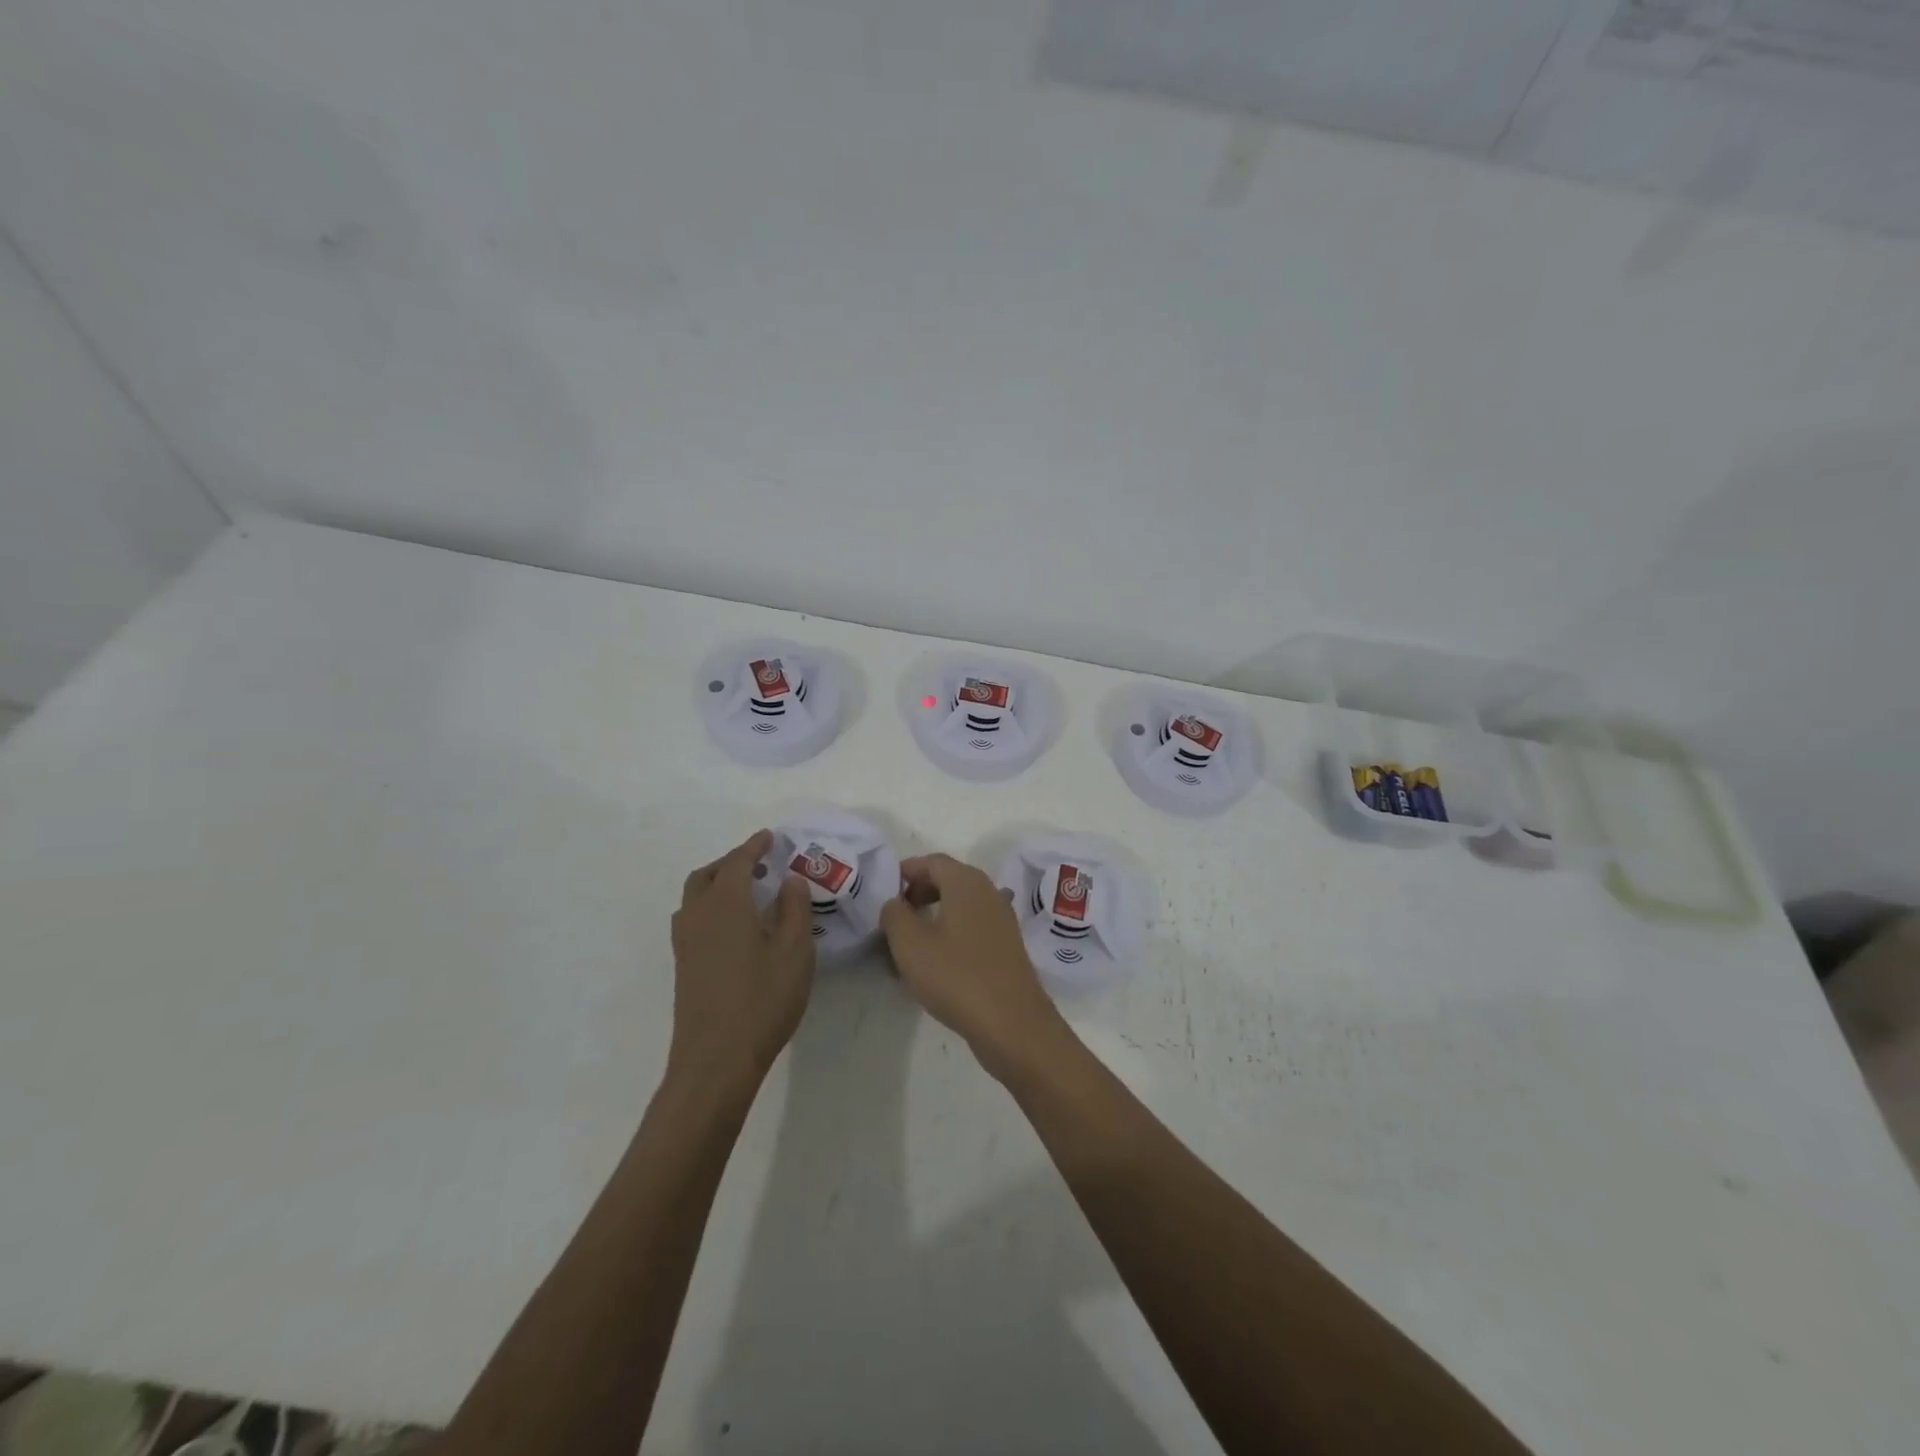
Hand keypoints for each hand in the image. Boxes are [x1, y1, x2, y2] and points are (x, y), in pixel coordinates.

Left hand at [668, 829, 815, 1101]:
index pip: (738, 863)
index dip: (754, 847)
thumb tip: (790, 880)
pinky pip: (693, 919)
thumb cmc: (762, 1001)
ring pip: (695, 897)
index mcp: (726, 905)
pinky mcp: (683, 966)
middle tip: (758, 863)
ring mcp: (686, 943)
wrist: (716, 1059)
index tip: (770, 837)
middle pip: (707, 875)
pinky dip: (711, 906)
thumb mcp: (795, 952)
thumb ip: (795, 910)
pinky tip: (734, 926)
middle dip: (731, 862)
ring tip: (747, 891)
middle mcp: (698, 916)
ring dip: (717, 883)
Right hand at [880, 853, 1068, 1080]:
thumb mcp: (910, 944)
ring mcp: (1001, 919)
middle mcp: (988, 892)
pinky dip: (951, 933)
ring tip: (910, 942)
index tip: (884, 890)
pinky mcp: (1007, 946)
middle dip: (919, 892)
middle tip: (895, 915)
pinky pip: (972, 927)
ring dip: (934, 915)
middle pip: (948, 879)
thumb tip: (895, 903)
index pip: (932, 861)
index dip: (906, 871)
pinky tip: (936, 962)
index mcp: (966, 882)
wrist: (1012, 1023)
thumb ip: (894, 914)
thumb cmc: (956, 976)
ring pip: (960, 905)